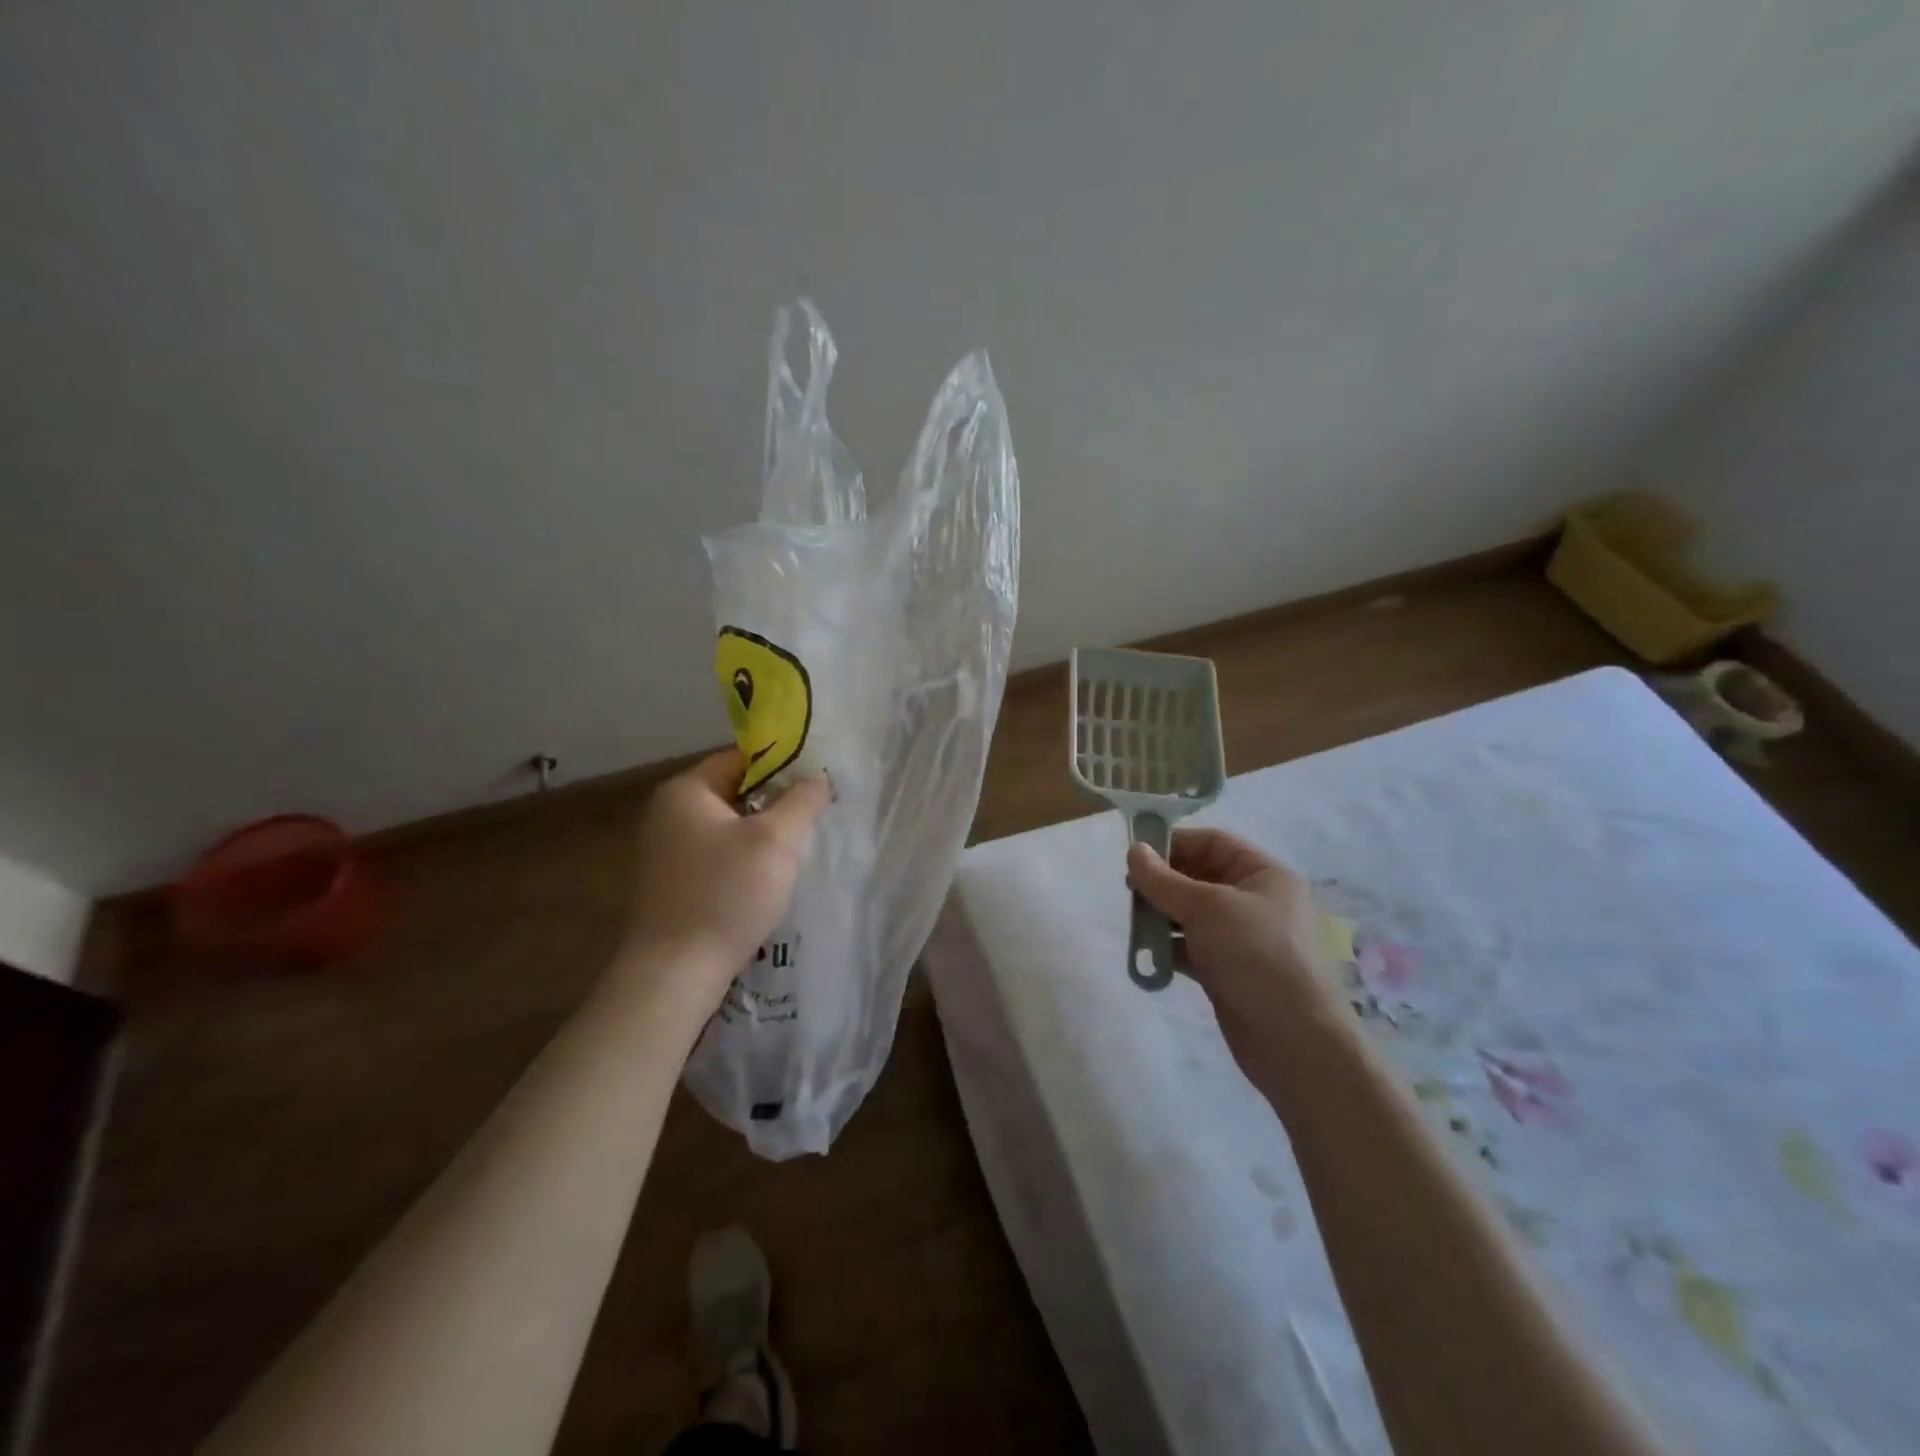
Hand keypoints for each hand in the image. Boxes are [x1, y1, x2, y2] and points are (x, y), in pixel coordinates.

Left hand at [622, 750, 830, 1002]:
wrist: (674, 974)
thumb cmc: (725, 894)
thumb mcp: (776, 840)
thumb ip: (802, 801)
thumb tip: (819, 778)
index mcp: (685, 791)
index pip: (741, 759)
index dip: (783, 766)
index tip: (816, 784)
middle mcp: (668, 814)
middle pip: (735, 793)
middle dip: (776, 804)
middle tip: (814, 817)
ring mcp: (666, 852)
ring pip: (729, 829)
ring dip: (763, 836)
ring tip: (799, 850)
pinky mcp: (672, 885)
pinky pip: (718, 858)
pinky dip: (745, 862)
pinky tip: (769, 881)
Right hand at [1128, 829, 1351, 1080]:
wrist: (1294, 1042)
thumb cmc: (1256, 957)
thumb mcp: (1207, 908)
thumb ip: (1164, 880)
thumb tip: (1134, 849)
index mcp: (1264, 875)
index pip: (1213, 843)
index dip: (1175, 843)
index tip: (1136, 854)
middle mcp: (1256, 901)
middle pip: (1199, 877)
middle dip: (1163, 883)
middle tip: (1129, 891)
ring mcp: (1242, 938)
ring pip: (1192, 914)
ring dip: (1161, 916)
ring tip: (1134, 924)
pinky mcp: (1229, 970)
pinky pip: (1191, 947)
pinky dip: (1169, 948)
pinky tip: (1147, 955)